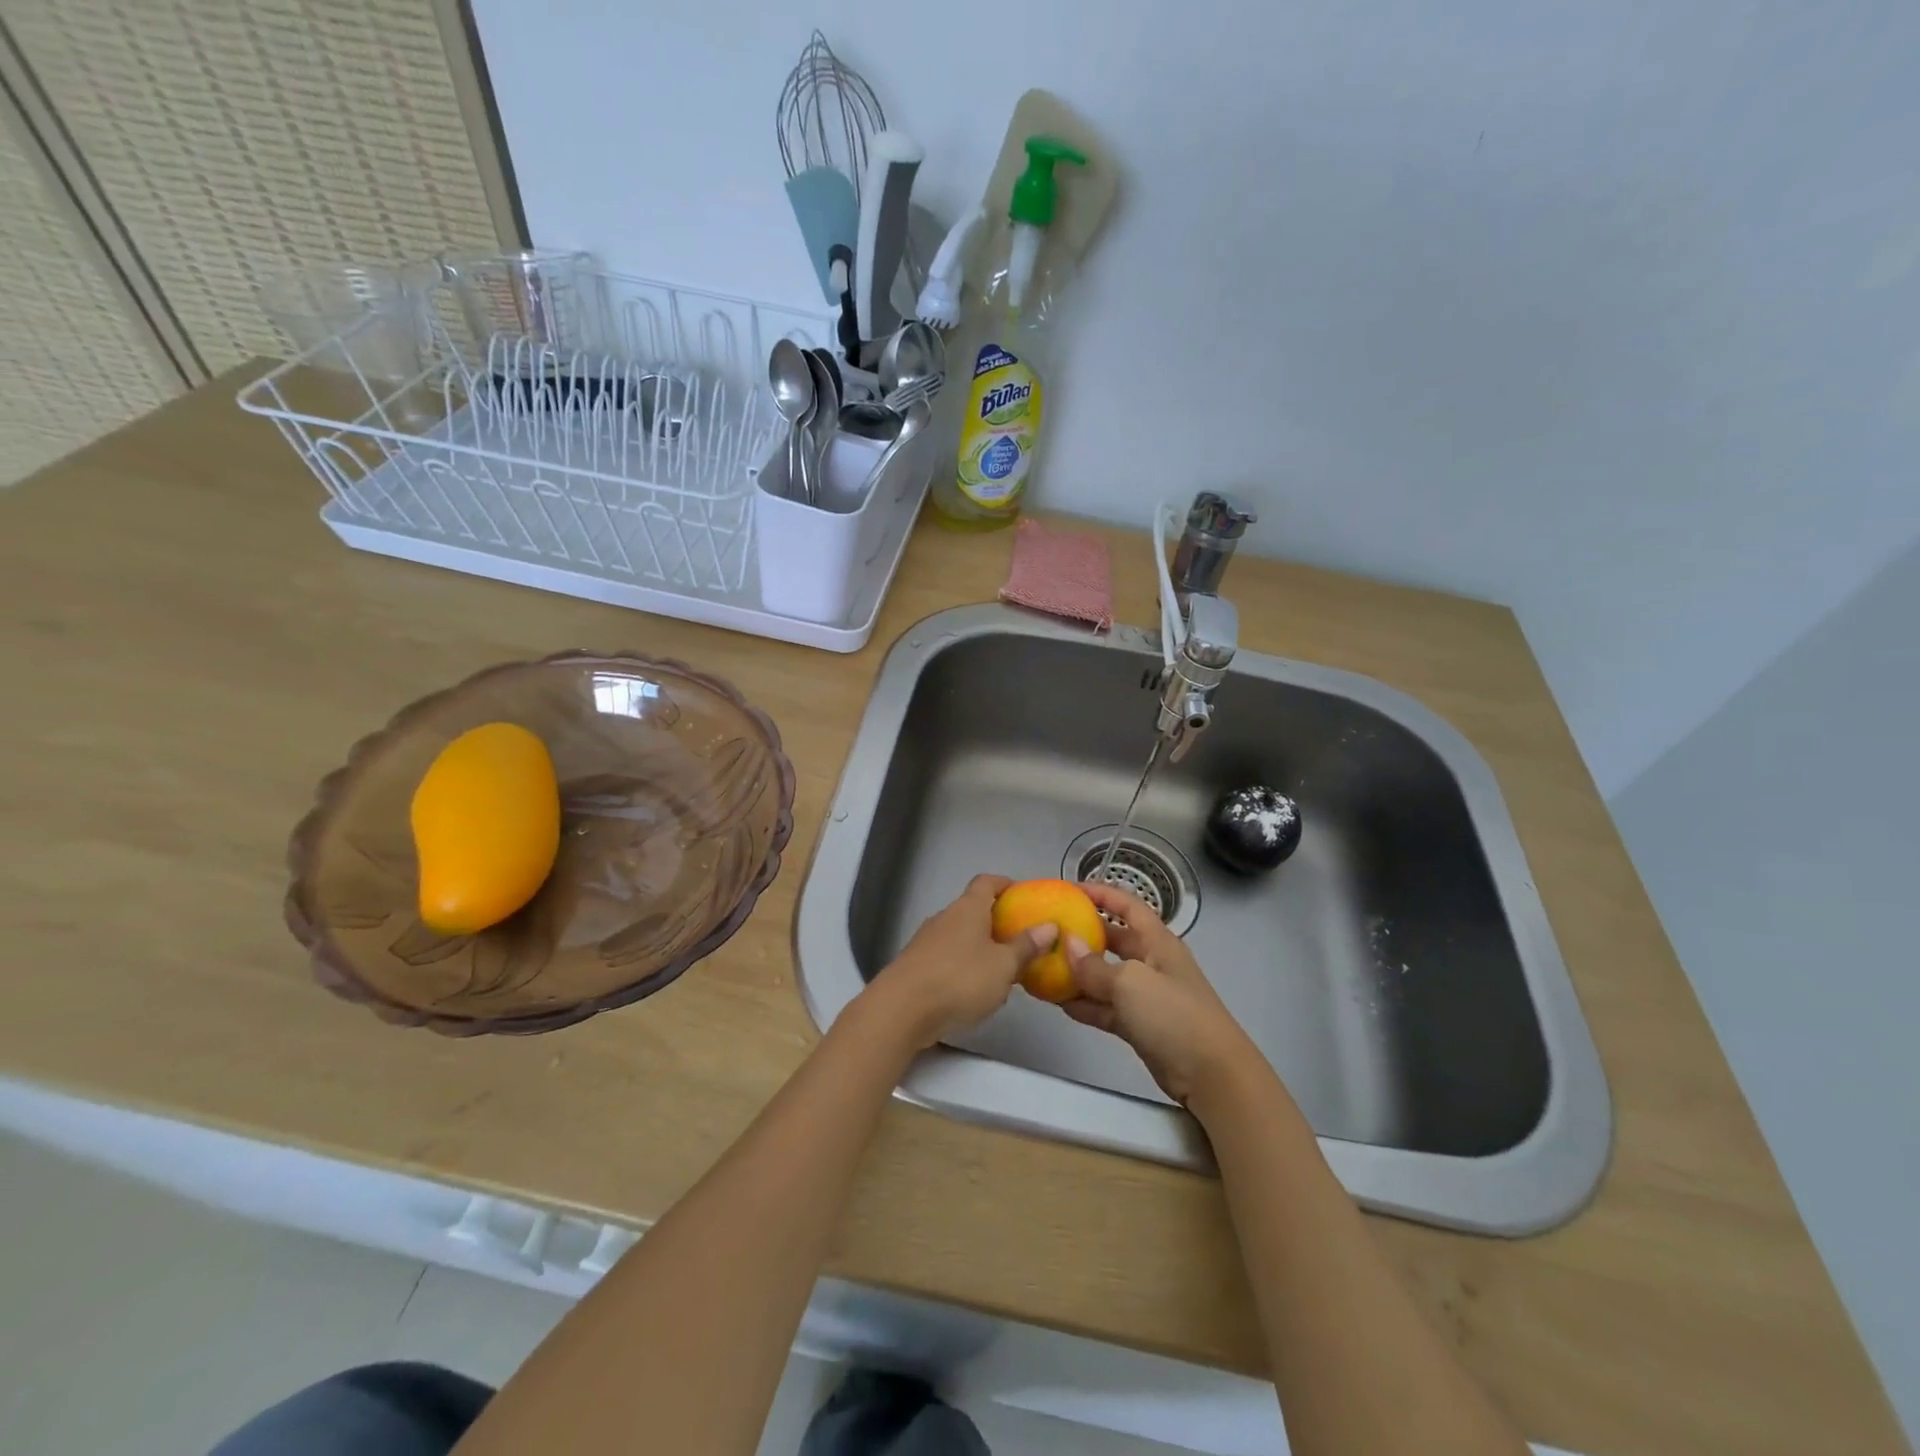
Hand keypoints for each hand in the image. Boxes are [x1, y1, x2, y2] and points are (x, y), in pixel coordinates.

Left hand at [867, 875, 1058, 1049]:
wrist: (901, 1010)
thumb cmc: (959, 980)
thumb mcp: (1003, 966)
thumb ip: (1026, 947)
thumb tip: (1049, 926)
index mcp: (967, 908)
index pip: (986, 882)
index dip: (1005, 884)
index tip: (1023, 895)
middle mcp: (945, 917)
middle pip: (973, 910)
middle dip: (996, 923)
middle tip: (1021, 942)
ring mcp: (926, 941)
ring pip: (960, 937)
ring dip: (980, 949)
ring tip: (1002, 973)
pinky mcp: (915, 966)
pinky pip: (946, 958)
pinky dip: (963, 967)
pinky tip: (973, 993)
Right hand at [1062, 879, 1261, 1108]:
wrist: (1211, 1074)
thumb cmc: (1174, 1015)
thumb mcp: (1130, 983)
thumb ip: (1094, 966)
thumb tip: (1068, 945)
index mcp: (1157, 942)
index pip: (1128, 905)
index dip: (1101, 893)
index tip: (1069, 889)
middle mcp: (1152, 962)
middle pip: (1114, 940)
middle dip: (1084, 934)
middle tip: (1050, 931)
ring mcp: (1146, 996)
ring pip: (1106, 977)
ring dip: (1079, 974)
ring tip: (1045, 968)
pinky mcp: (1140, 1025)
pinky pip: (1106, 1007)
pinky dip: (1085, 1005)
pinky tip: (1060, 1004)